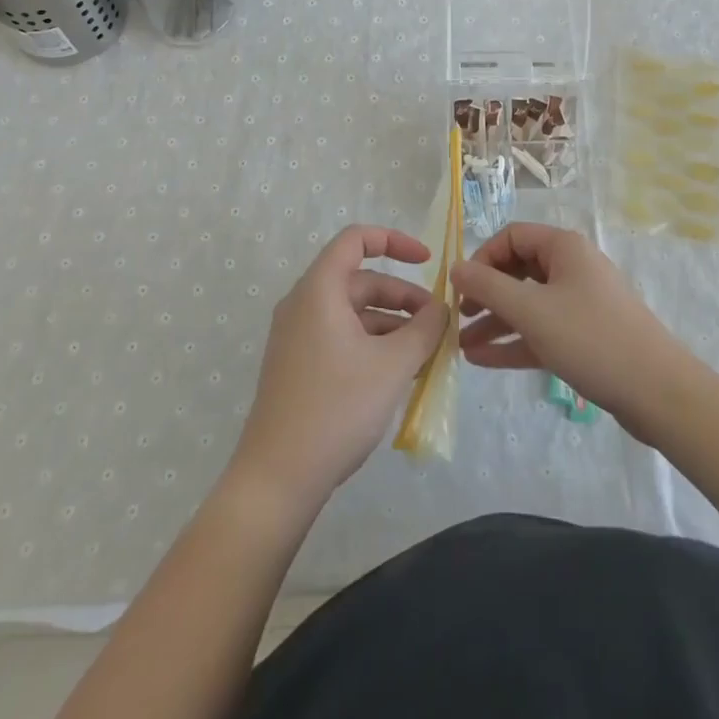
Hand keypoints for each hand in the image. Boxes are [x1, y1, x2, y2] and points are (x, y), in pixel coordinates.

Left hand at [230, 225, 447, 504]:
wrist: (277, 478)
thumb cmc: (337, 409)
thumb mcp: (393, 366)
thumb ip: (424, 329)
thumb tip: (441, 308)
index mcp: (319, 290)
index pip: (356, 239)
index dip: (394, 241)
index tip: (427, 261)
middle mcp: (303, 304)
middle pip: (359, 280)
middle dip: (402, 296)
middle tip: (438, 324)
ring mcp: (297, 336)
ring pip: (353, 312)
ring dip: (391, 324)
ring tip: (426, 354)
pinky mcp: (298, 365)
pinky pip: (341, 337)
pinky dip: (372, 344)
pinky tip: (399, 374)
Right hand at [451, 223, 692, 441]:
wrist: (658, 392)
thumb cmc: (590, 338)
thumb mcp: (531, 310)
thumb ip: (487, 288)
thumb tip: (455, 268)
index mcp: (564, 248)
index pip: (511, 237)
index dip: (482, 258)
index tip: (462, 289)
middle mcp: (572, 268)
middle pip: (518, 271)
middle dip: (485, 294)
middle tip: (458, 316)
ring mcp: (579, 304)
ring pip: (527, 305)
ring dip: (495, 323)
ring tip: (460, 346)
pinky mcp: (584, 337)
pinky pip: (541, 331)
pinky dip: (514, 342)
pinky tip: (482, 361)